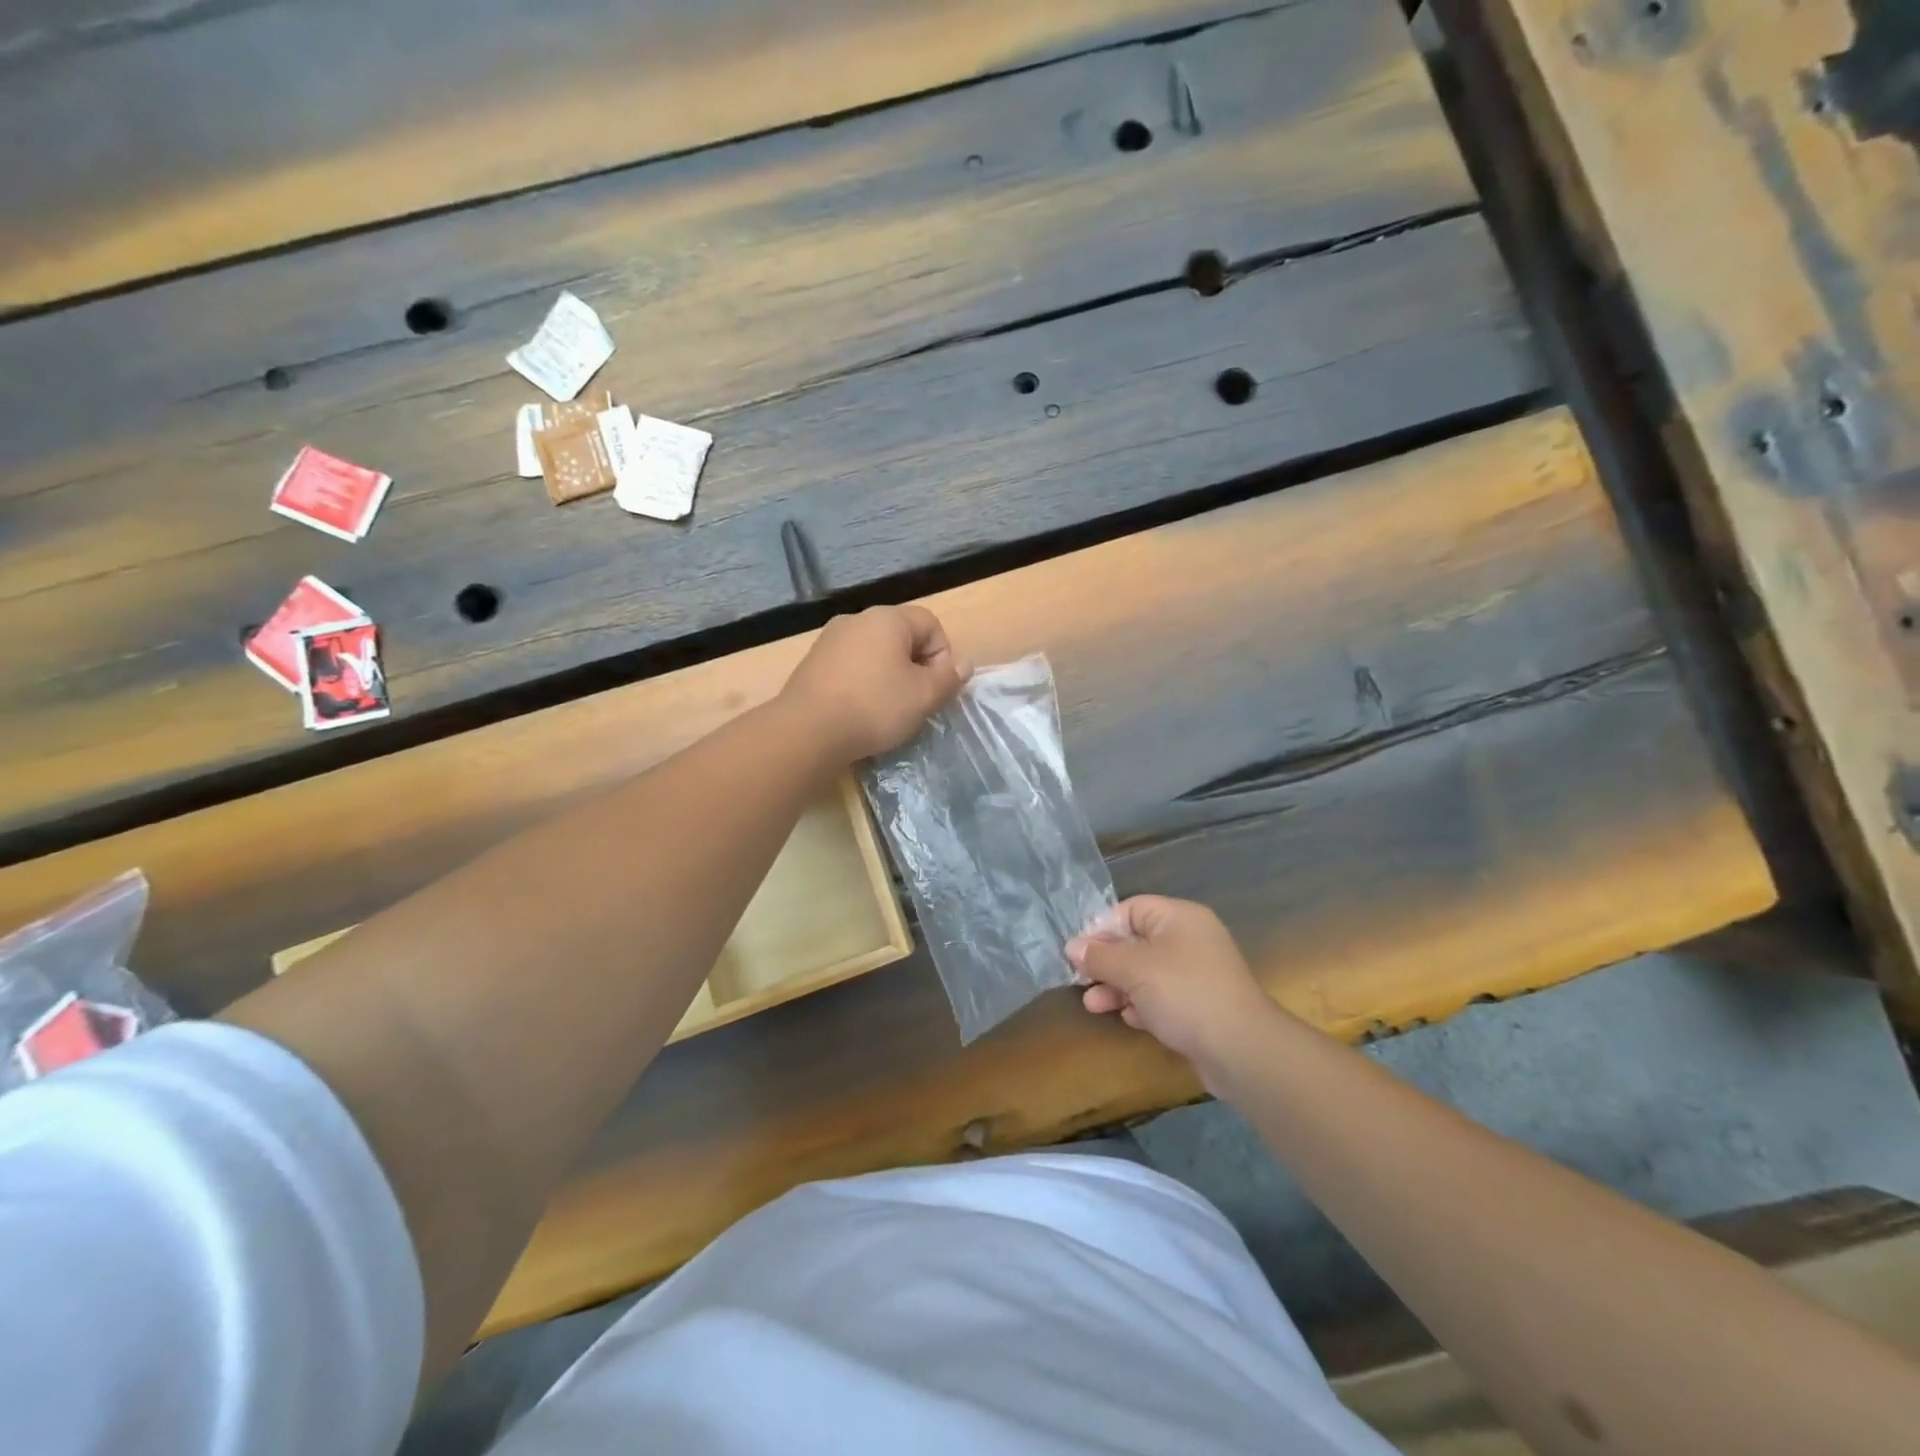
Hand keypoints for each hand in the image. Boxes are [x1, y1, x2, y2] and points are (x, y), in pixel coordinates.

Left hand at [782, 605, 968, 761]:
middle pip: (901, 637)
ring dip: (888, 676)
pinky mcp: (812, 663)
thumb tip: (963, 663)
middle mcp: (857, 619)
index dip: (942, 655)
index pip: (930, 624)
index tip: (936, 688)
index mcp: (887, 618)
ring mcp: (830, 640)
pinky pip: (850, 667)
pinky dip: (862, 683)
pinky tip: (859, 711)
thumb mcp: (924, 696)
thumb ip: (949, 678)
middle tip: (916, 701)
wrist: (807, 731)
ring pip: (874, 652)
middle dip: (915, 666)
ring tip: (888, 709)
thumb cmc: (875, 707)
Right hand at [1066, 896, 1281, 1084]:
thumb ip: (1101, 956)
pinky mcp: (1199, 1006)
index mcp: (1179, 917)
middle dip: (1106, 962)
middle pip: (1136, 942)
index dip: (1102, 928)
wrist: (1242, 1050)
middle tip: (1081, 980)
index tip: (1078, 952)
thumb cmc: (1184, 994)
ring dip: (1118, 987)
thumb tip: (1073, 947)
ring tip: (1094, 1005)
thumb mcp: (1134, 969)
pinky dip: (1142, 1005)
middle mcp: (1189, 939)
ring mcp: (1196, 974)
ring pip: (1146, 972)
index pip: (1131, 909)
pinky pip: (1161, 996)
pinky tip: (1129, 1019)